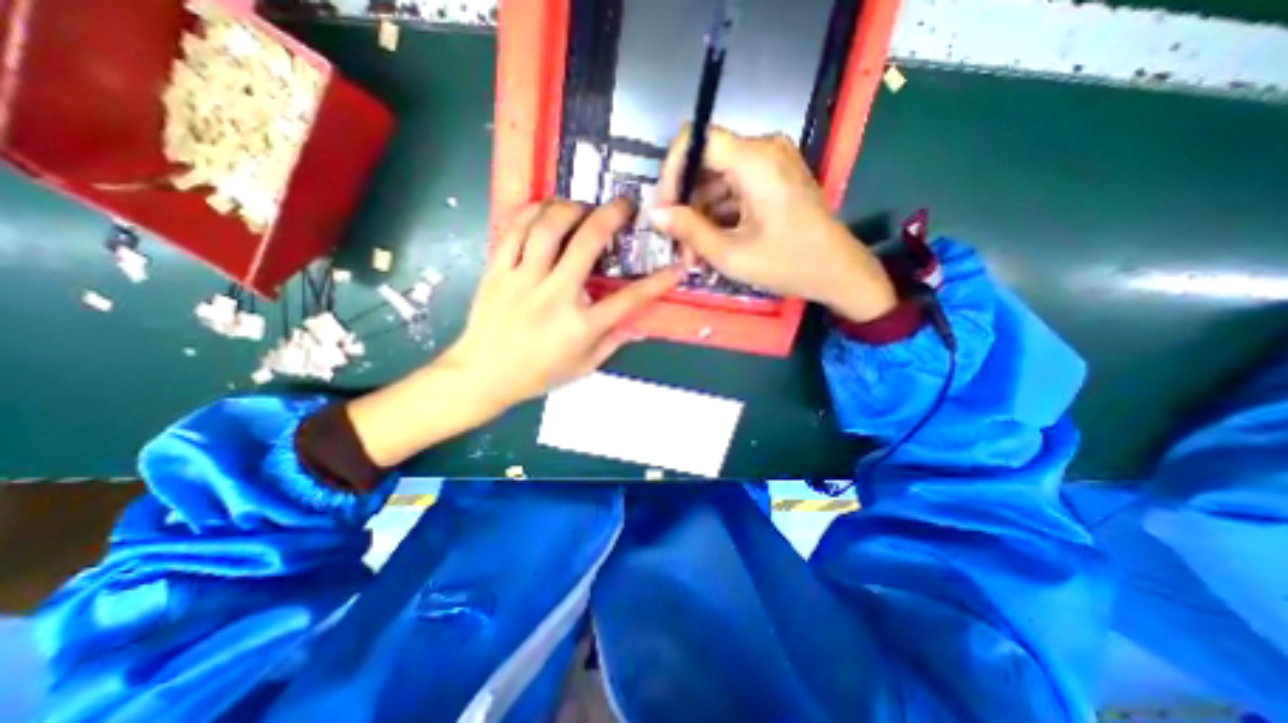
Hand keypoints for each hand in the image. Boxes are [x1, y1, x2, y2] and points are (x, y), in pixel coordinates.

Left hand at [445, 198, 681, 412]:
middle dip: (612, 216)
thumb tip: (637, 324)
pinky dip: (533, 212)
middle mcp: (555, 297)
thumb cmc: (537, 374)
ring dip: (571, 208)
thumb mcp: (583, 367)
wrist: (482, 375)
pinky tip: (546, 209)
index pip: (629, 300)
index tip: (676, 268)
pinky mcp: (497, 271)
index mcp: (580, 326)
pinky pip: (515, 230)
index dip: (658, 282)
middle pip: (587, 244)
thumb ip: (612, 342)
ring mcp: (523, 280)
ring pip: (549, 227)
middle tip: (624, 205)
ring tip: (583, 207)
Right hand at [655, 127, 896, 324]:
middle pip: (705, 164)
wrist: (838, 272)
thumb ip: (689, 230)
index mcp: (754, 160)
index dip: (671, 171)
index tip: (663, 209)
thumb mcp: (731, 254)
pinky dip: (720, 215)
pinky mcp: (774, 179)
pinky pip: (735, 189)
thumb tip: (654, 214)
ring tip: (696, 255)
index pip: (695, 139)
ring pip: (717, 180)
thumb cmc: (788, 264)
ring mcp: (771, 164)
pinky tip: (713, 245)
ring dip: (701, 216)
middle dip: (686, 205)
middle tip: (679, 245)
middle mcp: (763, 150)